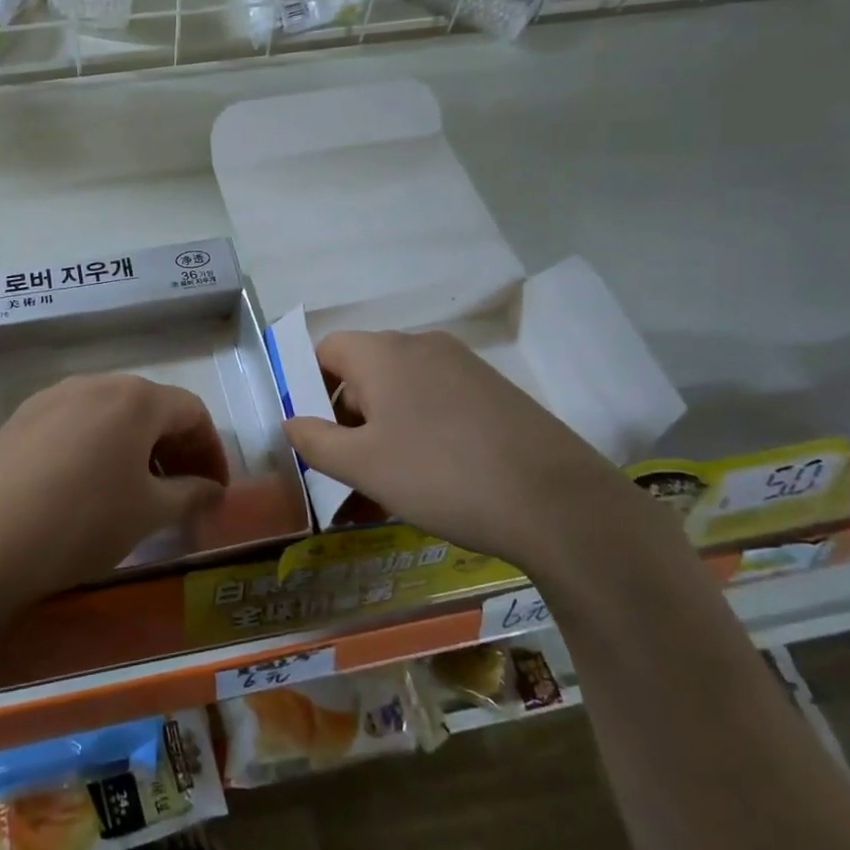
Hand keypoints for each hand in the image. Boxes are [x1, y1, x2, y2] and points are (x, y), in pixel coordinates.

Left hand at [0, 374, 226, 606]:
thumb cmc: (83, 522)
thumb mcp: (148, 514)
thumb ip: (190, 495)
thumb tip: (212, 490)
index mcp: (135, 397)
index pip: (192, 413)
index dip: (211, 451)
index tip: (215, 491)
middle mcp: (95, 383)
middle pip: (150, 407)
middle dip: (174, 447)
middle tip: (181, 492)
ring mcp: (52, 396)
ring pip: (110, 414)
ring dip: (135, 446)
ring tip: (134, 490)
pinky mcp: (20, 418)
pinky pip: (74, 423)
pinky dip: (96, 447)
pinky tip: (86, 486)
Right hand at [283, 330, 648, 576]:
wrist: (558, 503)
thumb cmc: (439, 474)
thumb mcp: (362, 465)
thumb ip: (315, 441)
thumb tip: (291, 422)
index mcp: (383, 352)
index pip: (327, 350)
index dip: (310, 388)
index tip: (313, 435)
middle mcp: (422, 346)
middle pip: (365, 373)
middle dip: (347, 421)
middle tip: (346, 473)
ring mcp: (465, 368)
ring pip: (402, 396)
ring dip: (382, 435)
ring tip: (383, 491)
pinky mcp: (496, 395)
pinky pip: (438, 407)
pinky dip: (420, 436)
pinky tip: (430, 484)